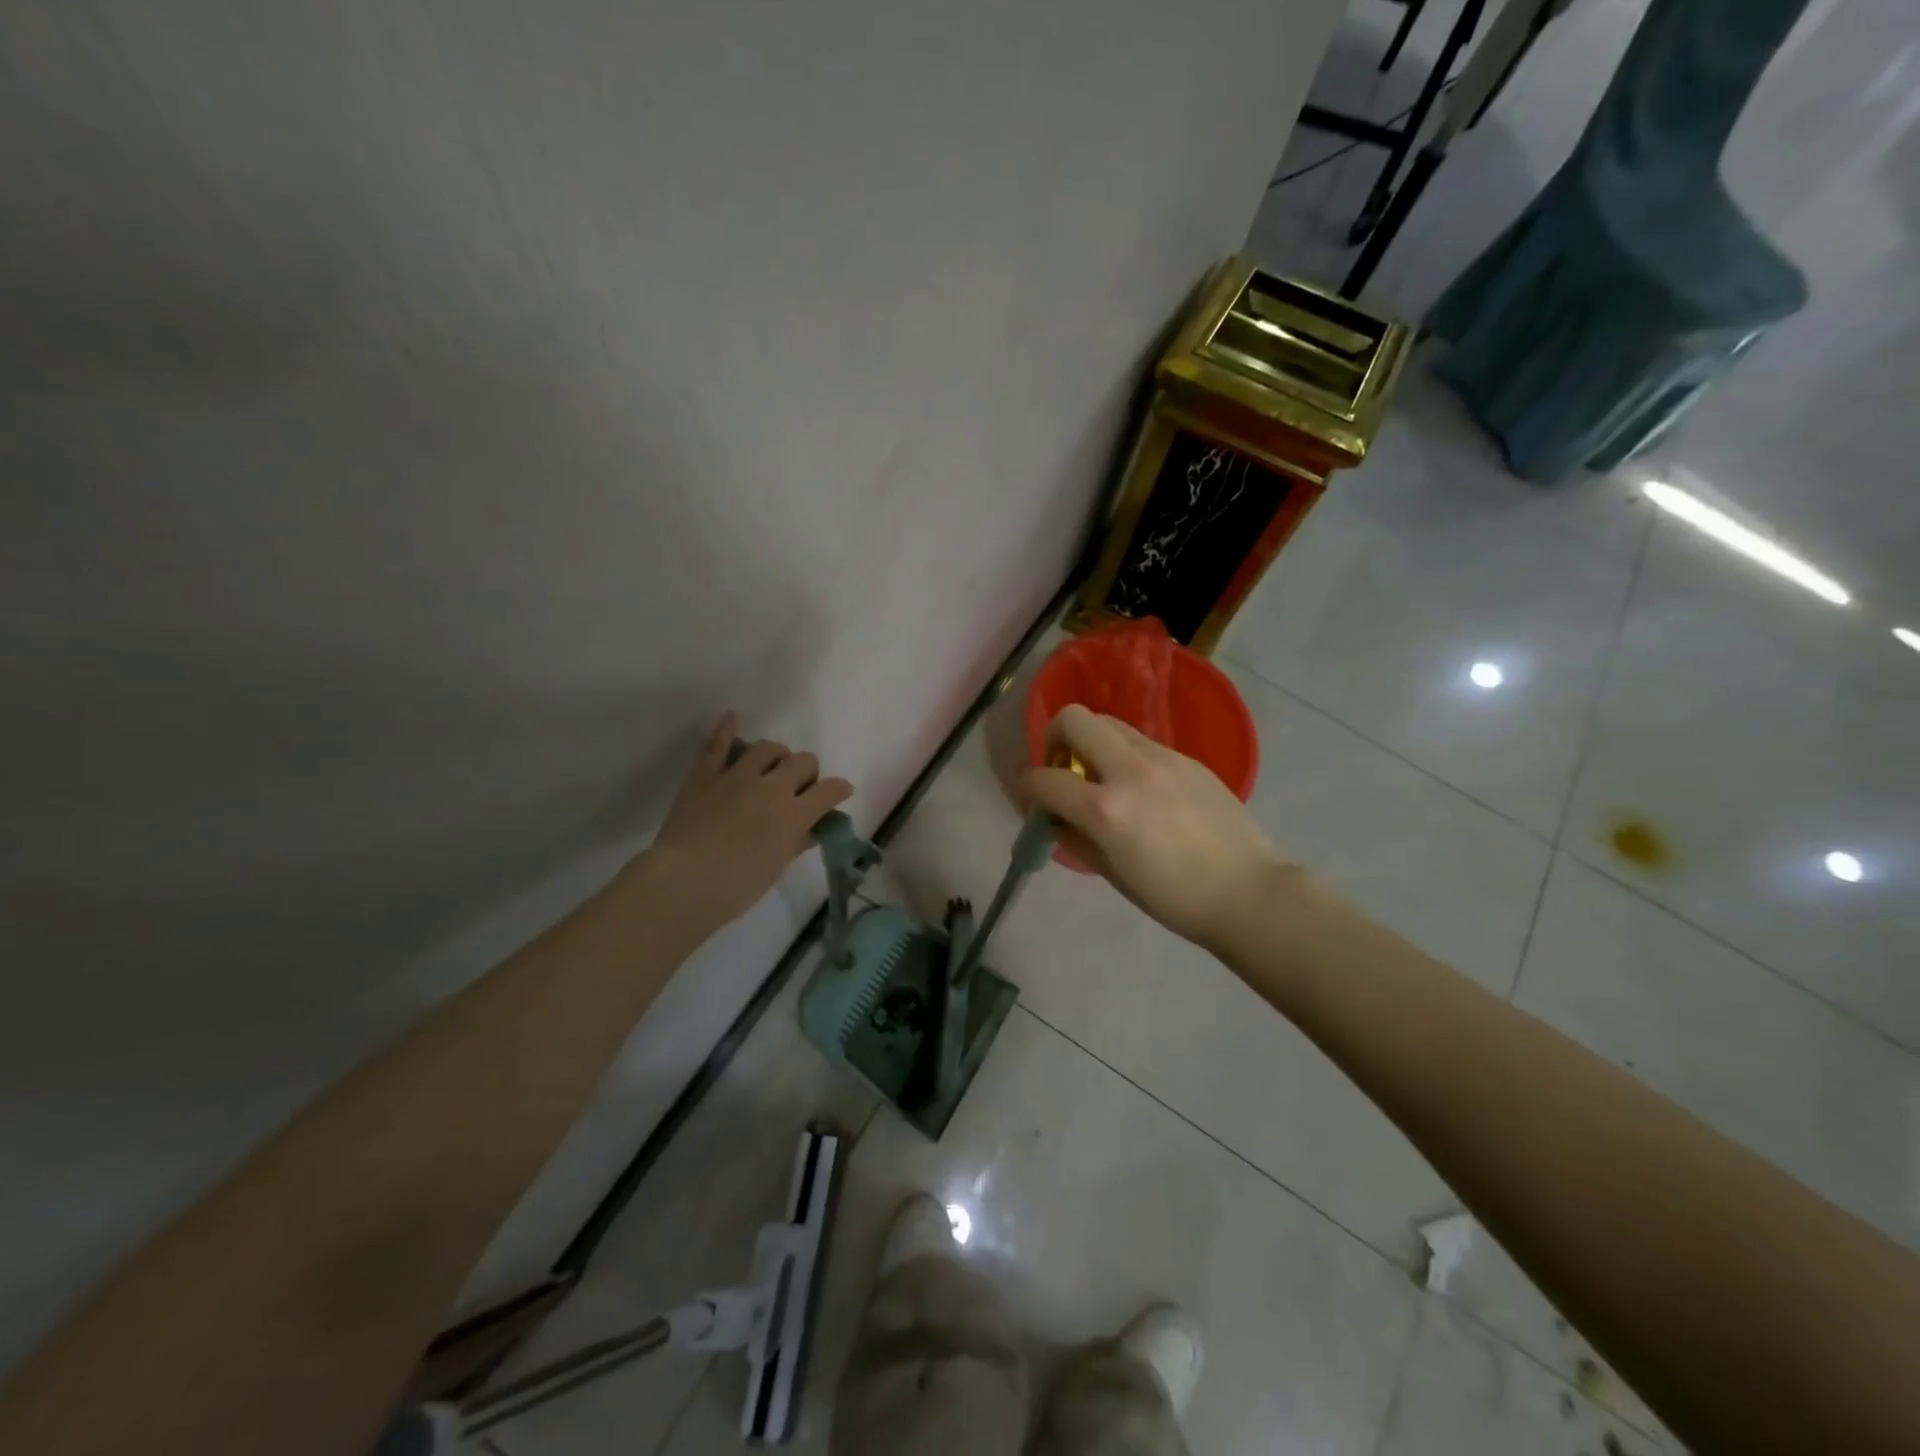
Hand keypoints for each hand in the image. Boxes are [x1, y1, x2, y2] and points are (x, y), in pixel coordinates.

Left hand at [636, 712, 853, 933]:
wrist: (685, 881)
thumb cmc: (737, 886)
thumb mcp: (776, 867)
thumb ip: (795, 843)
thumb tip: (808, 832)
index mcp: (795, 814)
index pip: (829, 791)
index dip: (839, 789)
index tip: (840, 791)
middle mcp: (772, 787)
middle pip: (803, 762)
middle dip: (807, 772)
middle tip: (800, 787)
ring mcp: (737, 776)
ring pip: (768, 749)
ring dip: (777, 755)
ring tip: (773, 765)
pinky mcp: (706, 775)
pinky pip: (717, 745)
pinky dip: (726, 729)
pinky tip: (732, 717)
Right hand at [1020, 705, 1283, 948]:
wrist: (1248, 892)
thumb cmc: (1175, 898)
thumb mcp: (1112, 874)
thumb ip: (1074, 838)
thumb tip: (1053, 818)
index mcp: (1107, 809)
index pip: (1044, 779)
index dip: (1026, 789)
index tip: (1033, 802)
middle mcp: (1130, 770)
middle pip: (1074, 718)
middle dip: (1055, 738)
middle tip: (1064, 769)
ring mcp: (1163, 757)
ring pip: (1109, 723)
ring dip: (1092, 742)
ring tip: (1102, 777)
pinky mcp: (1187, 758)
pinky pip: (1141, 742)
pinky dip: (1124, 756)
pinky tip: (1141, 790)